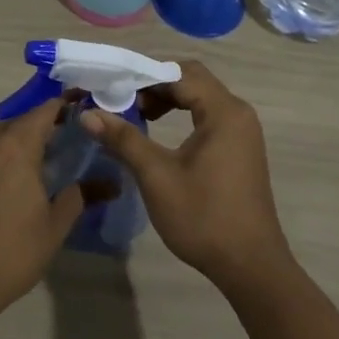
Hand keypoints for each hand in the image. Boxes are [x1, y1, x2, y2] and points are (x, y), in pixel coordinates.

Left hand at [0, 99, 83, 325]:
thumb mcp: (55, 225)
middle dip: (43, 128)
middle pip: (20, 124)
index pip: (44, 112)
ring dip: (18, 146)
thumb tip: (107, 183)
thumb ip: (79, 195)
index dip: (64, 106)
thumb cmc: (13, 252)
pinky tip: (9, 185)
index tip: (82, 106)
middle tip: (66, 143)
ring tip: (38, 167)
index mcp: (15, 148)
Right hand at [80, 61, 292, 295]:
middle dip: (155, 84)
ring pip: (201, 97)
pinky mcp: (241, 148)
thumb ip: (124, 139)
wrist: (250, 265)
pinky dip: (183, 115)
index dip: (143, 75)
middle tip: (122, 100)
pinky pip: (209, 116)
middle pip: (192, 79)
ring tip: (137, 115)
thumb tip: (88, 114)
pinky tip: (159, 133)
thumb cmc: (203, 217)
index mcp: (223, 112)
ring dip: (169, 99)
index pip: (179, 73)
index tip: (111, 86)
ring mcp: (243, 131)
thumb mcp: (157, 176)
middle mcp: (238, 113)